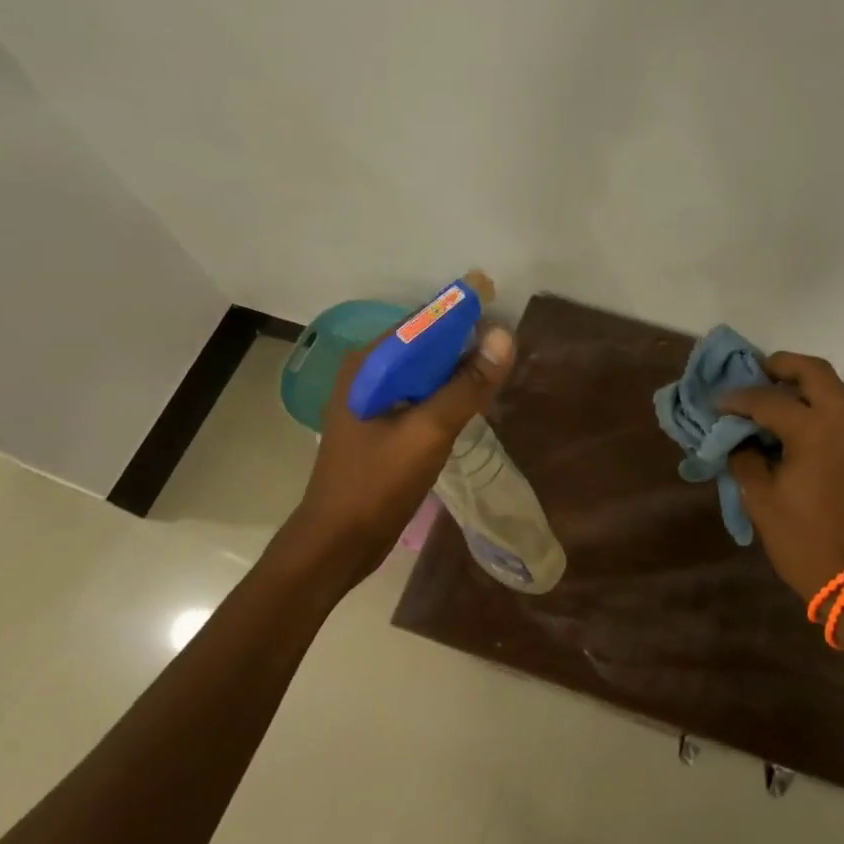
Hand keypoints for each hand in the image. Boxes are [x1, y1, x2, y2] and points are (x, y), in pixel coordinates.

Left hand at [281, 325, 515, 584]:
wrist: (336, 543)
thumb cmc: (376, 485)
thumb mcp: (428, 432)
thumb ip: (466, 385)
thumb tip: (504, 336)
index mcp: (369, 364)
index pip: (422, 321)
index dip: (461, 309)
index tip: (498, 300)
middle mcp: (368, 372)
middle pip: (425, 342)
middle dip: (464, 339)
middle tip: (506, 342)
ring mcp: (373, 399)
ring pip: (425, 369)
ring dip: (458, 367)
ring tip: (498, 367)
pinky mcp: (381, 422)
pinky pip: (421, 393)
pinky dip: (448, 390)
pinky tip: (473, 399)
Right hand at [719, 352, 843, 605]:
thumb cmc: (805, 540)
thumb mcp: (761, 499)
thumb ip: (745, 458)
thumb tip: (737, 438)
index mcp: (816, 429)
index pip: (768, 400)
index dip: (737, 399)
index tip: (714, 404)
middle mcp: (843, 421)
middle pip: (814, 372)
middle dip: (781, 366)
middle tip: (753, 376)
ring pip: (831, 389)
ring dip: (800, 385)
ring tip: (766, 400)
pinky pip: (838, 410)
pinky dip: (813, 405)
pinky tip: (788, 425)